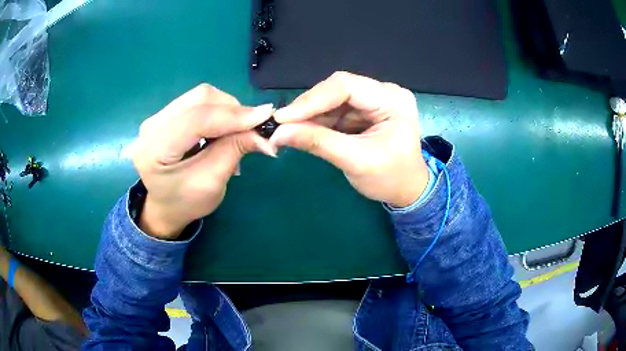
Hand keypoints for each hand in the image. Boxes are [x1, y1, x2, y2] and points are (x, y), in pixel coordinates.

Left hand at [131, 84, 276, 238]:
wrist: (164, 207)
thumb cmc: (186, 202)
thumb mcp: (212, 182)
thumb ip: (234, 150)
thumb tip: (263, 130)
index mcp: (155, 150)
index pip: (197, 119)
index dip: (233, 115)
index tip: (265, 117)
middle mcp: (150, 127)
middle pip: (199, 99)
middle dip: (232, 109)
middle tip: (253, 127)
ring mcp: (156, 118)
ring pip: (199, 96)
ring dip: (226, 109)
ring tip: (237, 131)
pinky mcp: (164, 116)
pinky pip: (196, 102)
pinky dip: (217, 111)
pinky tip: (222, 129)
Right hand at [271, 72, 428, 207]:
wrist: (407, 190)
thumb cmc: (391, 178)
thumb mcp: (356, 162)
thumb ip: (318, 143)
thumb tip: (278, 133)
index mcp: (392, 100)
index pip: (346, 86)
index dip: (311, 99)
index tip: (282, 118)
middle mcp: (384, 93)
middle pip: (337, 90)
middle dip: (308, 108)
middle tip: (281, 125)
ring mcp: (374, 100)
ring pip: (333, 99)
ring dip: (310, 115)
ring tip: (288, 131)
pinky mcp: (365, 111)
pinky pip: (335, 110)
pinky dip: (318, 121)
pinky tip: (303, 131)